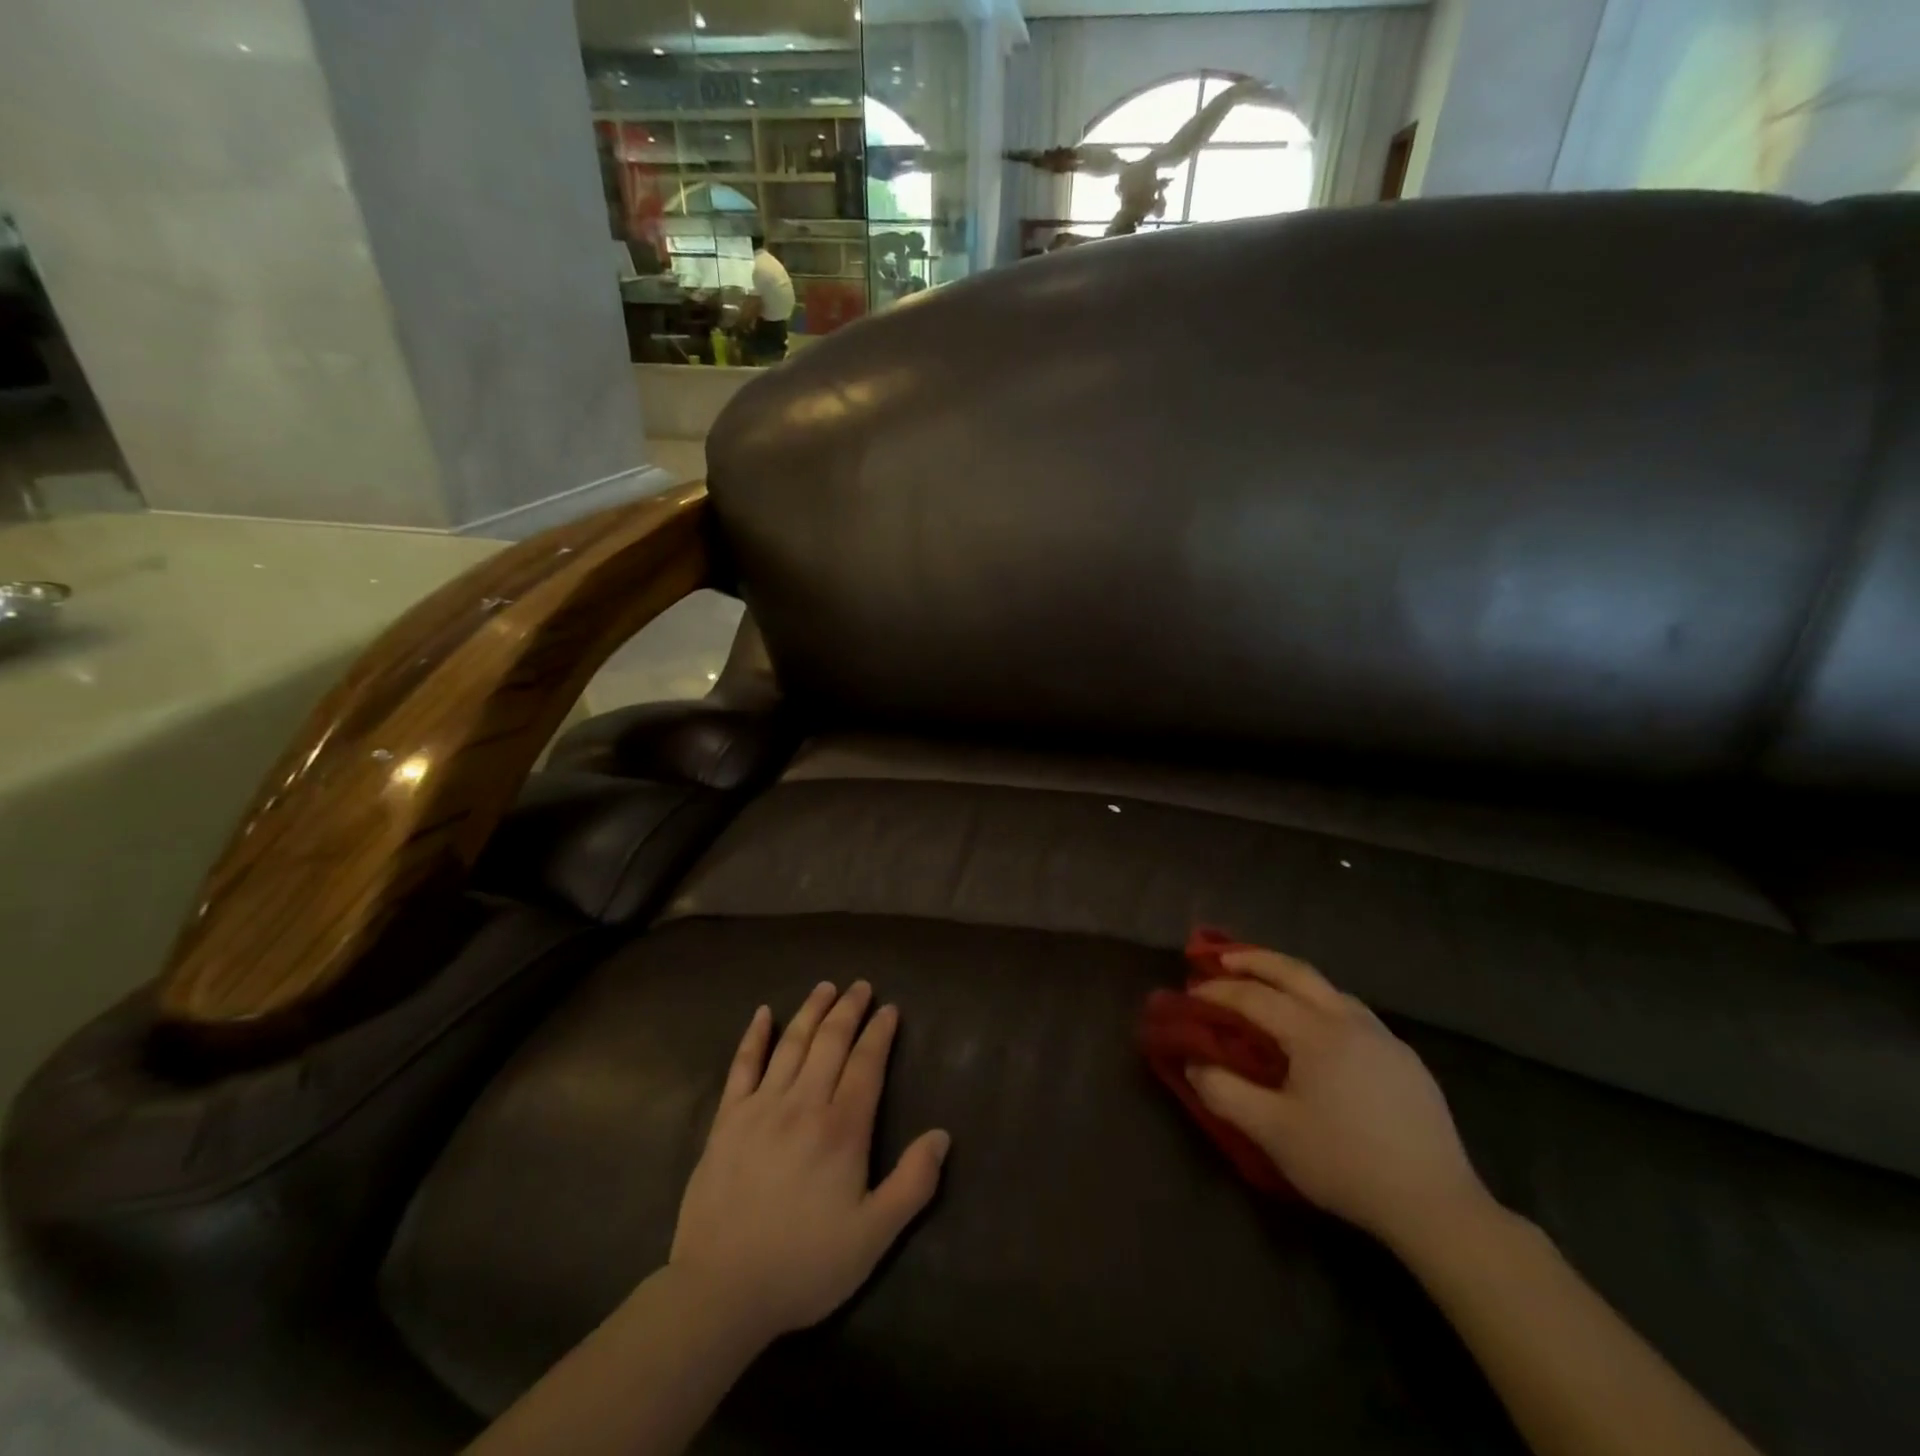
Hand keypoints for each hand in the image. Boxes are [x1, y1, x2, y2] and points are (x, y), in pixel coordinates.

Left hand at [669, 982, 949, 1345]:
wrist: (720, 1291)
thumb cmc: (804, 1265)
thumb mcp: (873, 1237)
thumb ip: (912, 1184)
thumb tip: (942, 1135)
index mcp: (842, 1129)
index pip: (866, 1064)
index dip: (879, 1033)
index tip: (889, 1009)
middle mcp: (803, 1104)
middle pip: (830, 1042)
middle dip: (848, 1010)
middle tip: (861, 986)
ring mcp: (761, 1107)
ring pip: (791, 1044)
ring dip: (811, 1011)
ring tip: (825, 987)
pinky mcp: (727, 1120)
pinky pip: (742, 1066)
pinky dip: (754, 1036)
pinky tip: (763, 1014)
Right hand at [1186, 949, 1489, 1247]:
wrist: (1436, 1205)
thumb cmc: (1345, 1163)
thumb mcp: (1272, 1133)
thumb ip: (1225, 1093)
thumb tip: (1193, 1064)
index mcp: (1315, 1032)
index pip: (1256, 996)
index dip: (1219, 992)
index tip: (1190, 994)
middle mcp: (1349, 1021)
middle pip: (1296, 972)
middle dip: (1256, 959)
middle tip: (1223, 958)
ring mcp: (1383, 1038)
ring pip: (1330, 989)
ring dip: (1292, 979)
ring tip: (1268, 987)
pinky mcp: (1405, 1061)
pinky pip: (1353, 1013)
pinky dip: (1321, 1003)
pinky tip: (1319, 1030)